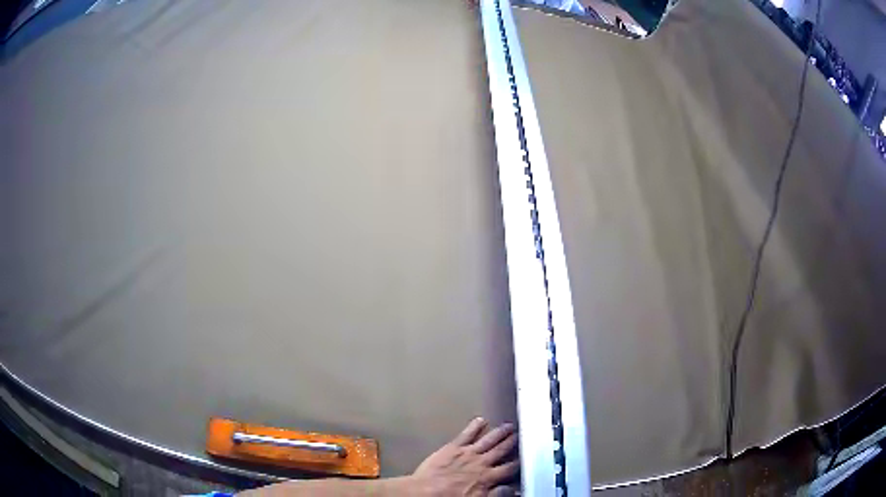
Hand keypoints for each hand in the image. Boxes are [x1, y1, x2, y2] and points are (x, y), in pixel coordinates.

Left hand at [413, 418, 519, 495]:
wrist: (425, 492)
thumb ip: (497, 494)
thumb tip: (512, 490)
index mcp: (487, 477)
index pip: (509, 469)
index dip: (518, 464)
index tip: (524, 459)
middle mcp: (481, 463)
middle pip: (501, 450)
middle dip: (511, 442)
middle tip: (519, 435)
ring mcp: (467, 453)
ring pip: (488, 440)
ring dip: (499, 432)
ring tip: (508, 426)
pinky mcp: (452, 448)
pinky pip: (466, 434)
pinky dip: (475, 426)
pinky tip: (481, 420)